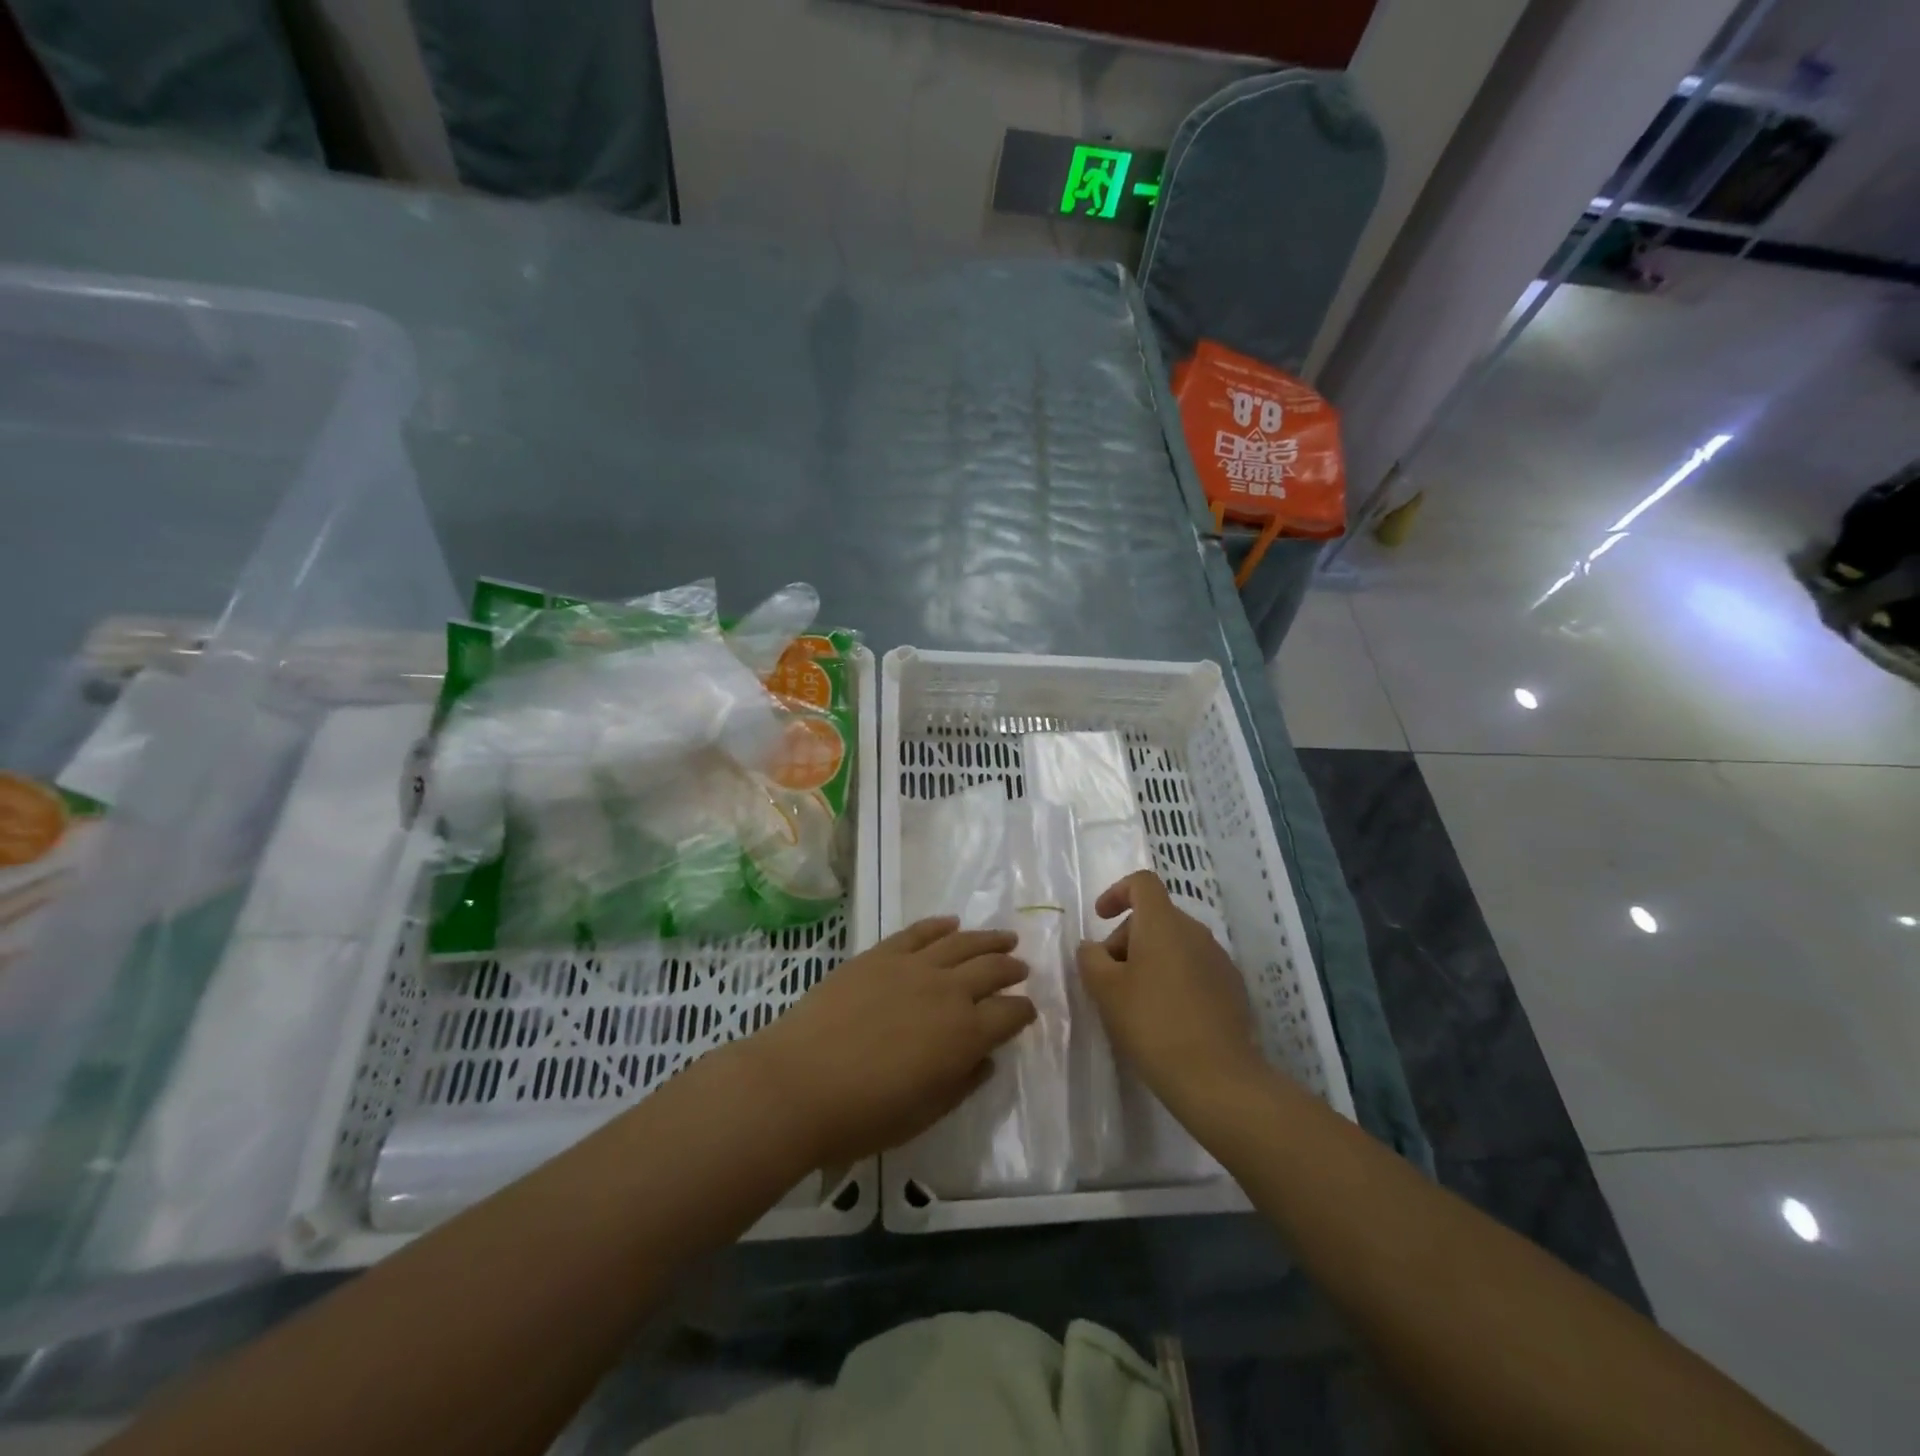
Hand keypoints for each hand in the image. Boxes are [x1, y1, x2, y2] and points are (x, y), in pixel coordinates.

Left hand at [742, 918, 1034, 1166]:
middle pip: (992, 969)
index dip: (1023, 1011)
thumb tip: (984, 1059)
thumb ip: (962, 1083)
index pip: (1010, 1014)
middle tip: (1021, 967)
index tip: (1027, 1010)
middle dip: (1011, 968)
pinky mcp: (880, 954)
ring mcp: (913, 966)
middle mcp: (948, 991)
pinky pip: (918, 932)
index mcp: (965, 1034)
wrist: (799, 1083)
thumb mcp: (925, 1113)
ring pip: (962, 943)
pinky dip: (939, 925)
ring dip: (987, 939)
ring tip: (1004, 938)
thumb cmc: (864, 1114)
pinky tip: (951, 922)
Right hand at [1076, 871, 1265, 1111]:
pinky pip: (1194, 968)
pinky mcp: (1232, 988)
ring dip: (1149, 960)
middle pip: (1155, 917)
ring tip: (1134, 1001)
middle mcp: (1195, 932)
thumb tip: (1093, 948)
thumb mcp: (1105, 990)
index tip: (1100, 918)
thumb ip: (1091, 959)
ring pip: (1174, 944)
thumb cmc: (1152, 1023)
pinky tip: (1165, 1017)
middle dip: (1126, 938)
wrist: (1217, 1078)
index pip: (1142, 883)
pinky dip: (1173, 979)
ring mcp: (1218, 960)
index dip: (1117, 892)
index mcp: (1163, 923)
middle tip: (1108, 978)